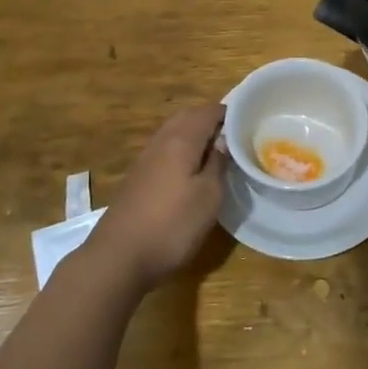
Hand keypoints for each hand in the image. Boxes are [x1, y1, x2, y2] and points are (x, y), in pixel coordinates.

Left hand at [88, 104, 226, 291]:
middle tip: (233, 136)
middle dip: (210, 120)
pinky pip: (164, 150)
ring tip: (216, 153)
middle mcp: (161, 141)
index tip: (248, 124)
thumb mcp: (209, 196)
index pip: (208, 111)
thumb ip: (218, 163)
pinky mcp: (137, 177)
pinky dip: (181, 150)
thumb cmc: (172, 224)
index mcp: (181, 139)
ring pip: (174, 132)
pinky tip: (190, 171)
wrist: (119, 257)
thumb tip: (223, 140)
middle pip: (188, 117)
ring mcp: (145, 159)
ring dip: (194, 134)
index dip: (229, 113)